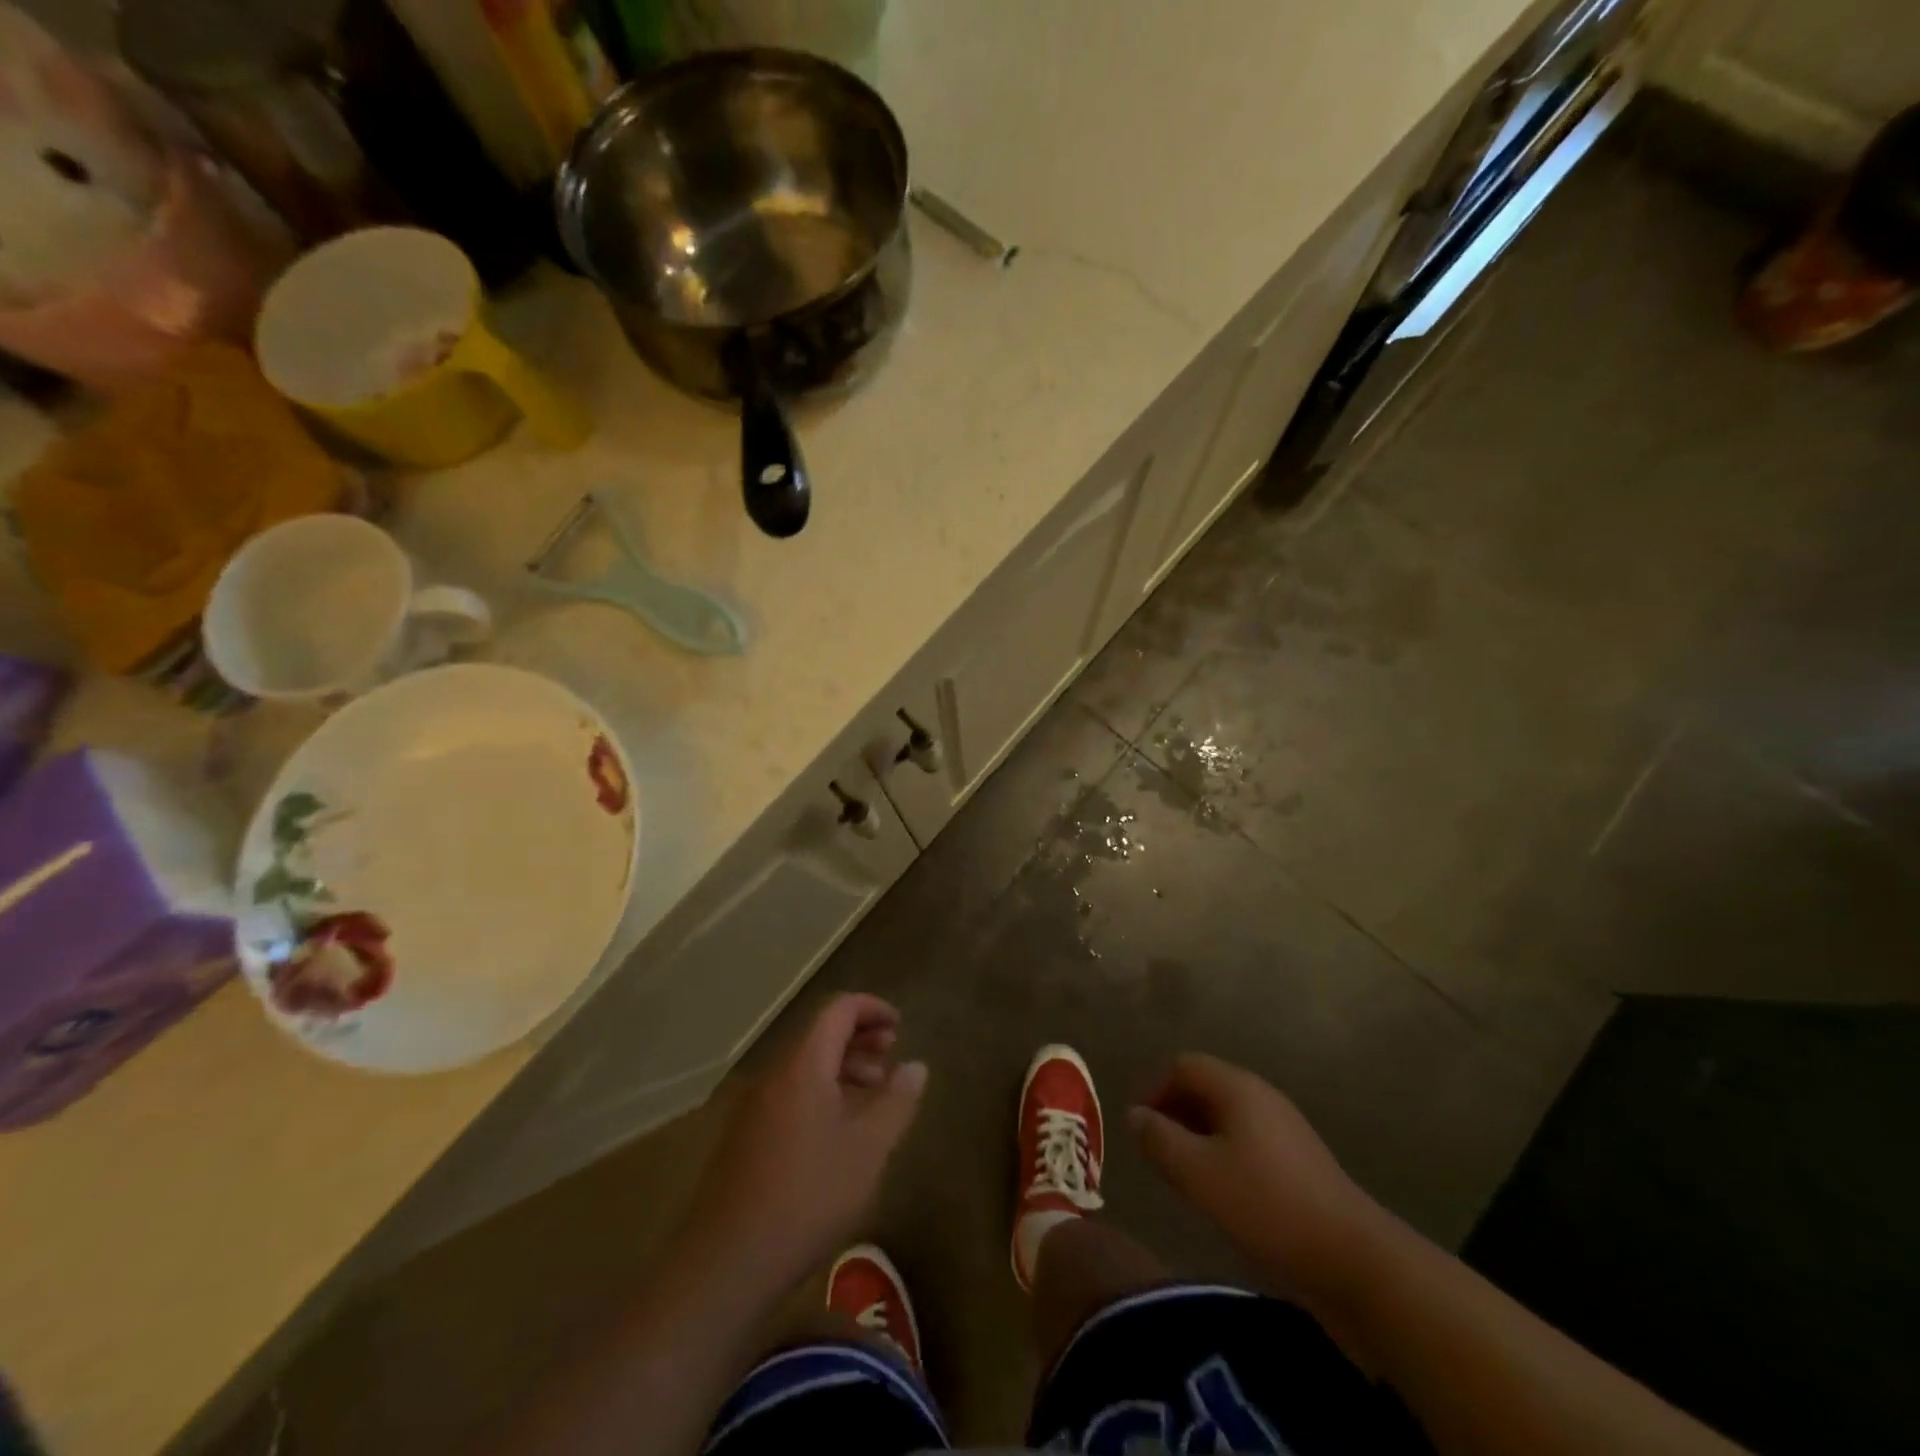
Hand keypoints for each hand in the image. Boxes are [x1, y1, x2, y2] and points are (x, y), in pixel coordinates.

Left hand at [684, 995, 926, 1290]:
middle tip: (892, 1060)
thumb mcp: (868, 1149)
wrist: (726, 1263)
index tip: (900, 1026)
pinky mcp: (745, 1138)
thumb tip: (916, 1066)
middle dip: (860, 1039)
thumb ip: (896, 1101)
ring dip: (842, 1069)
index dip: (872, 1009)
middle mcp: (774, 1075)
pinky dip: (822, 1094)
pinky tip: (839, 1134)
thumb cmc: (808, 1197)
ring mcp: (754, 1107)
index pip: (838, 1010)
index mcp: (803, 1066)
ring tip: (873, 1099)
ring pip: (805, 1067)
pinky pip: (790, 1094)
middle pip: (820, 1035)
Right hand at [1129, 1054, 1391, 1312]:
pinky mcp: (1298, 1162)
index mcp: (1238, 1088)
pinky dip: (1222, 1155)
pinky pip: (1246, 1141)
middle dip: (1174, 1113)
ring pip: (1225, 1117)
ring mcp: (1284, 1129)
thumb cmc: (1267, 1205)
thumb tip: (1134, 1115)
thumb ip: (1159, 1139)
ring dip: (1196, 1137)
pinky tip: (1220, 1193)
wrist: (1354, 1259)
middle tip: (1156, 1153)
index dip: (1154, 1089)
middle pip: (1205, 1087)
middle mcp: (1261, 1097)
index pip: (1182, 1066)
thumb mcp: (1198, 1173)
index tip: (1139, 1129)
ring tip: (1182, 1175)